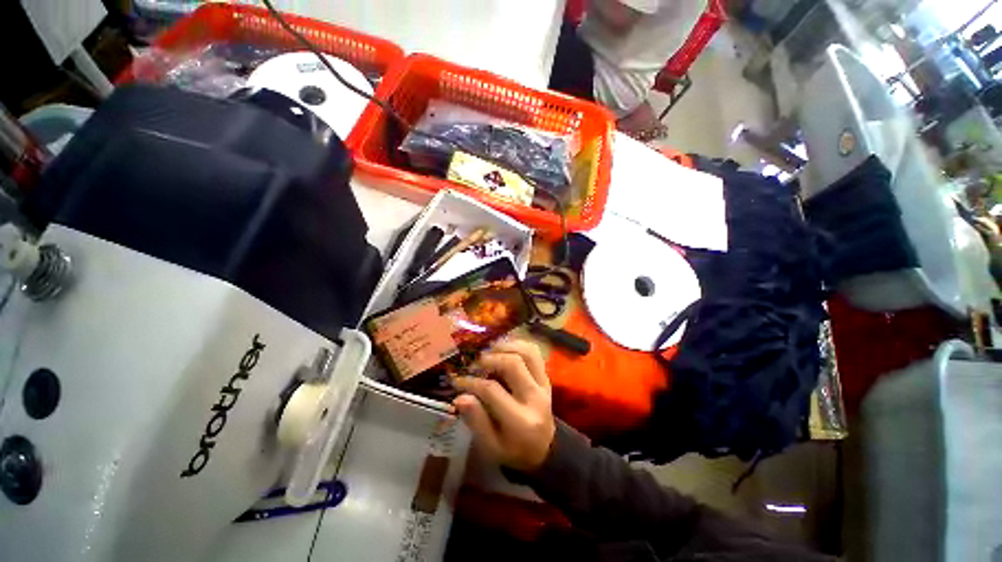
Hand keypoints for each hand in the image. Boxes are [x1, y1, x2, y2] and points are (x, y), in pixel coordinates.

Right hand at [453, 340, 555, 471]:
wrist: (544, 450)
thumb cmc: (513, 450)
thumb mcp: (490, 446)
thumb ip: (476, 421)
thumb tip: (460, 397)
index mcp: (520, 420)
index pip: (492, 390)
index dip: (471, 382)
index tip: (457, 380)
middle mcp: (535, 397)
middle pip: (513, 364)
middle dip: (490, 359)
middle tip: (475, 363)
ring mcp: (544, 384)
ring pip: (527, 353)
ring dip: (506, 347)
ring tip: (490, 352)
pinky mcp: (546, 377)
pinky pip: (535, 353)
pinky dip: (519, 345)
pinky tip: (505, 350)